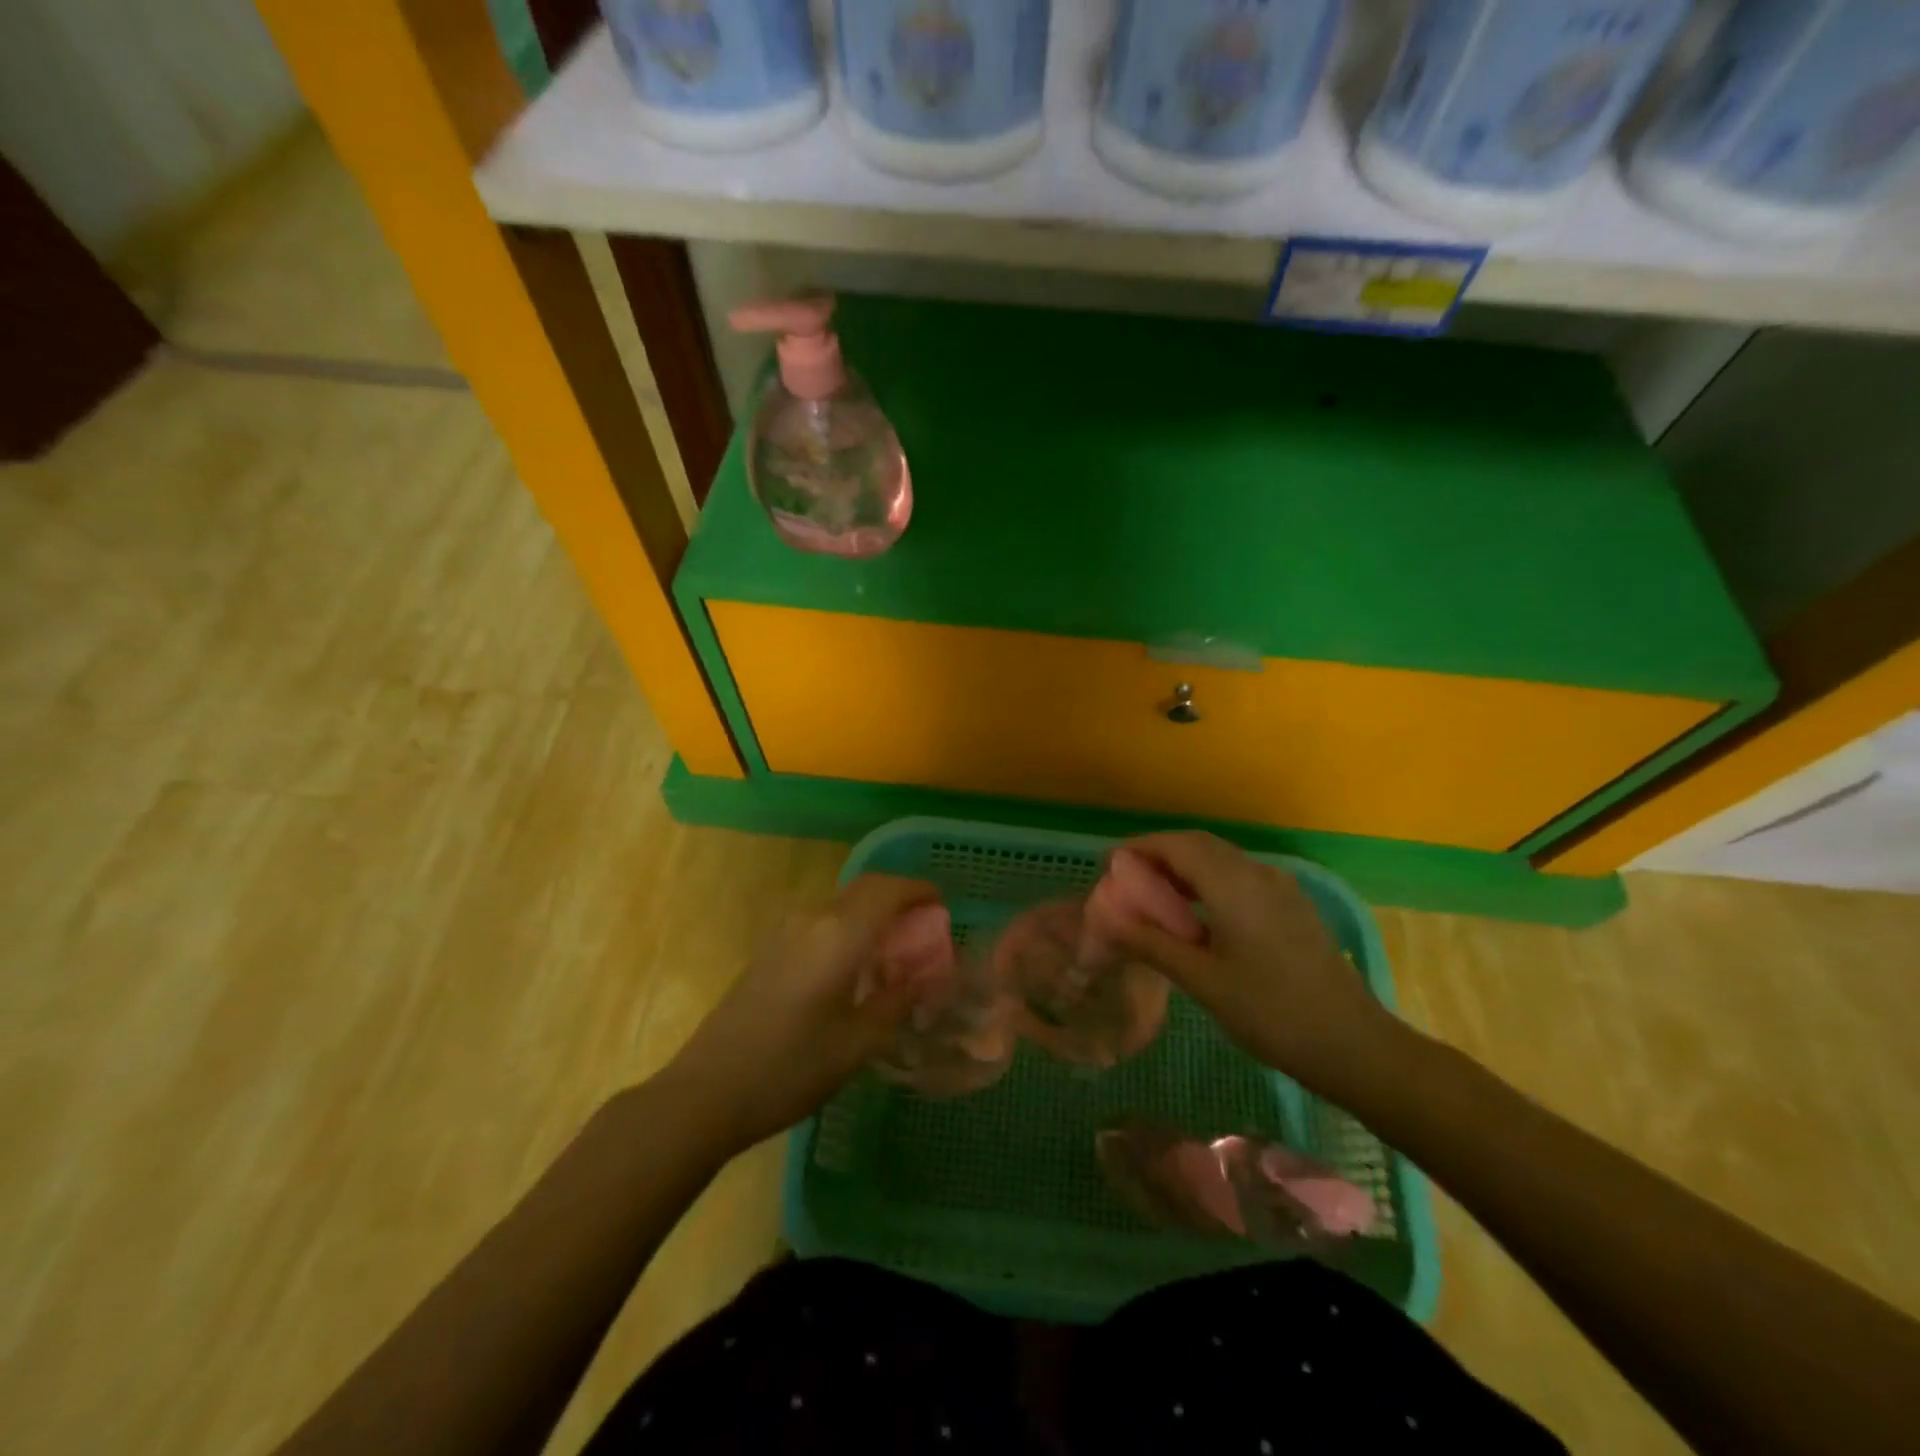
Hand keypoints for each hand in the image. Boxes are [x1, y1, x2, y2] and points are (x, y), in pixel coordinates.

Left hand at [663, 874, 942, 1150]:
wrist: (707, 1091)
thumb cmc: (791, 1069)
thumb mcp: (857, 1044)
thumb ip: (897, 1001)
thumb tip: (927, 978)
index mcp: (839, 934)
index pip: (888, 890)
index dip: (919, 890)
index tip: (942, 905)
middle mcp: (812, 919)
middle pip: (864, 889)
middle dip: (897, 898)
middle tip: (923, 928)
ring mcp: (785, 932)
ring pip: (841, 904)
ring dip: (871, 913)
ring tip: (893, 951)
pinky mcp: (769, 949)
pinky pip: (820, 921)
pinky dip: (848, 927)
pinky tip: (853, 967)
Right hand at [1110, 833, 1405, 1095]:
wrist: (1354, 1045)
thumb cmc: (1272, 1013)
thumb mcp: (1203, 981)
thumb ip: (1153, 943)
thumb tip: (1108, 920)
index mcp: (1234, 885)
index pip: (1177, 845)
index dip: (1139, 848)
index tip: (1108, 867)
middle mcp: (1258, 873)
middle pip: (1198, 845)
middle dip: (1158, 855)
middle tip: (1125, 881)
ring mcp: (1280, 888)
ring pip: (1220, 859)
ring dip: (1183, 868)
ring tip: (1152, 898)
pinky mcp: (1291, 905)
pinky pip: (1239, 876)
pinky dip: (1207, 881)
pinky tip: (1195, 915)